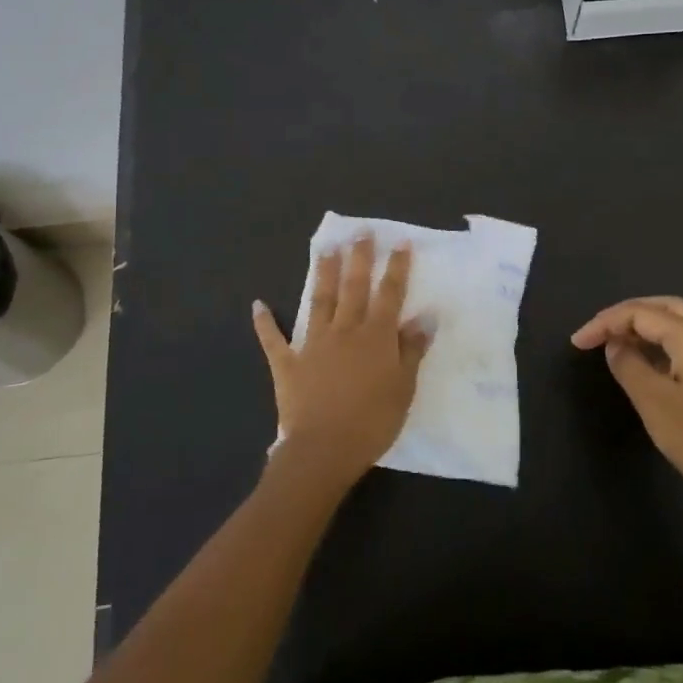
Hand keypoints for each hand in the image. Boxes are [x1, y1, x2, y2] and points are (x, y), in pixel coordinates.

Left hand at [253, 236, 431, 487]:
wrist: (324, 450)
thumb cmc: (373, 421)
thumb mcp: (403, 388)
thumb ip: (411, 350)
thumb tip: (424, 317)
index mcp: (375, 336)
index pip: (390, 294)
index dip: (397, 268)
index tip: (401, 242)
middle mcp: (344, 331)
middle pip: (353, 287)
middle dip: (359, 258)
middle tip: (360, 232)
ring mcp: (313, 344)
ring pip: (319, 302)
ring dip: (323, 274)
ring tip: (325, 250)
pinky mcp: (288, 364)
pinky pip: (274, 340)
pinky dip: (265, 323)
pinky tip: (258, 305)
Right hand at [572, 296, 682, 509]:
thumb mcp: (652, 402)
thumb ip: (627, 364)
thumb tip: (615, 345)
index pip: (643, 313)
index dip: (606, 322)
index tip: (578, 342)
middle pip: (666, 308)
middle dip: (628, 316)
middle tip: (598, 334)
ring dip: (649, 330)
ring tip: (617, 347)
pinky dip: (668, 346)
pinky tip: (650, 364)